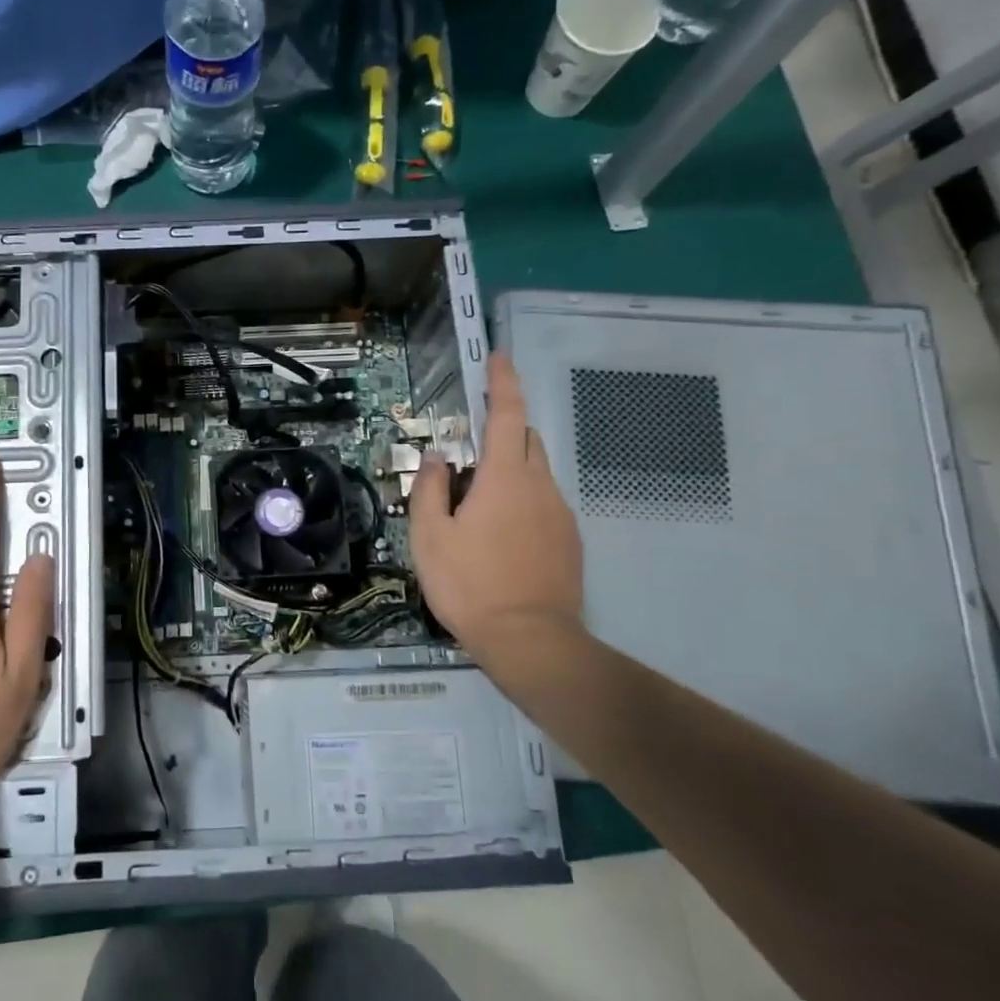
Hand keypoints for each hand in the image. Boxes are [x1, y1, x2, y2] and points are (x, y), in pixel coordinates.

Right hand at [409, 353, 584, 681]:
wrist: (530, 641)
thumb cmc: (469, 584)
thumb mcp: (429, 536)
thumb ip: (430, 489)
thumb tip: (439, 459)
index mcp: (505, 478)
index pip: (508, 415)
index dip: (502, 383)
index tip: (498, 359)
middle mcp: (541, 487)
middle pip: (527, 440)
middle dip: (504, 433)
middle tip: (469, 459)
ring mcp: (561, 515)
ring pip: (537, 475)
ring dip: (511, 473)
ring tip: (479, 511)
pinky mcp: (570, 542)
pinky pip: (545, 505)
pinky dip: (524, 503)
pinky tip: (501, 539)